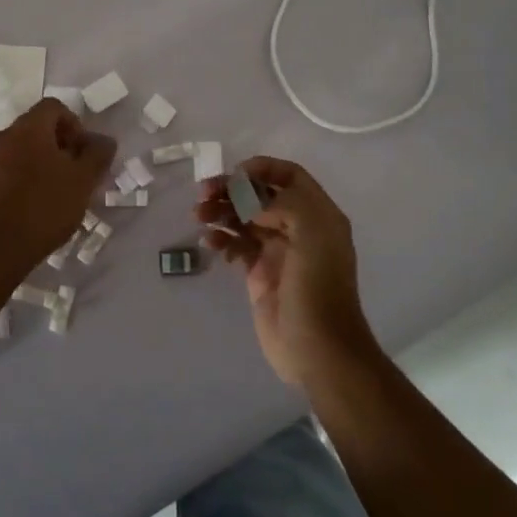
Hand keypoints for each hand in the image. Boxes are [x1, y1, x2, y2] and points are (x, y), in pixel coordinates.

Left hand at [0, 99, 115, 267]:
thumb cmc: (45, 206)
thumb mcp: (83, 180)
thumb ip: (98, 154)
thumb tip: (104, 140)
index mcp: (29, 127)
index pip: (54, 107)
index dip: (76, 124)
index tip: (85, 152)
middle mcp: (6, 136)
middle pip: (40, 126)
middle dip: (64, 144)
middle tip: (79, 171)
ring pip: (27, 148)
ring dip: (48, 161)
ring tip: (65, 189)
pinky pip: (15, 166)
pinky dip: (32, 175)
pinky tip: (44, 202)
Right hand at [195, 157, 378, 389]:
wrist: (317, 348)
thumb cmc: (318, 287)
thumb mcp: (312, 233)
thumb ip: (285, 204)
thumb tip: (251, 204)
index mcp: (317, 214)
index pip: (290, 176)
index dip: (263, 168)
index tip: (234, 173)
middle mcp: (298, 228)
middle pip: (261, 195)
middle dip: (232, 189)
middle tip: (203, 193)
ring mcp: (277, 251)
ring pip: (244, 219)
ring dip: (221, 212)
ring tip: (198, 215)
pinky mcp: (259, 274)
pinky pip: (237, 246)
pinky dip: (221, 239)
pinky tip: (208, 242)